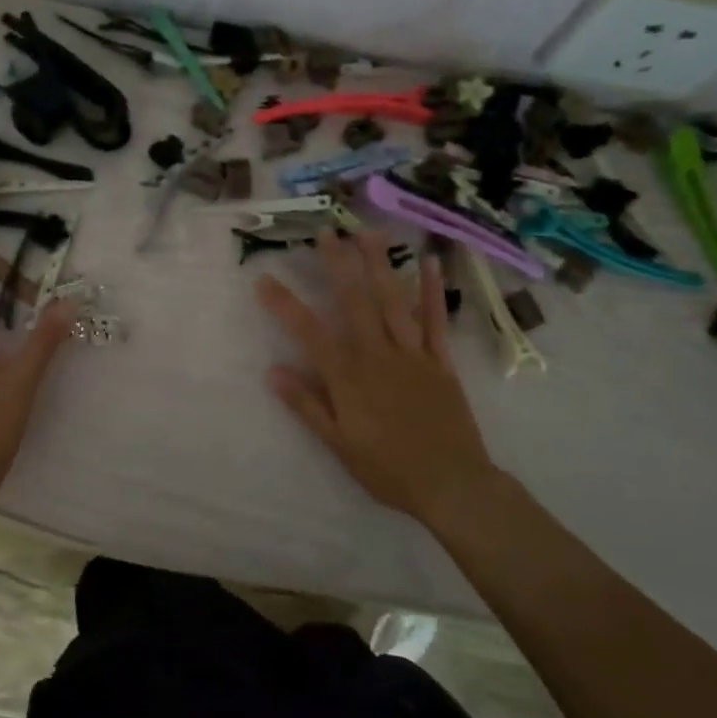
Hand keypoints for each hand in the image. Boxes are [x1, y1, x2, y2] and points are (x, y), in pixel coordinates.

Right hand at [255, 229, 496, 520]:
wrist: (452, 485)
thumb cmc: (388, 469)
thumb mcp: (338, 444)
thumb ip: (306, 405)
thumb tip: (272, 371)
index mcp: (349, 377)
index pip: (309, 332)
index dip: (284, 304)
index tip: (264, 278)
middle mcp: (378, 355)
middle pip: (354, 302)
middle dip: (338, 265)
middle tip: (326, 232)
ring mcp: (413, 354)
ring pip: (393, 302)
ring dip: (380, 265)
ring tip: (368, 234)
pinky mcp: (441, 361)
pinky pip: (436, 320)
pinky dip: (432, 291)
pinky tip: (430, 263)